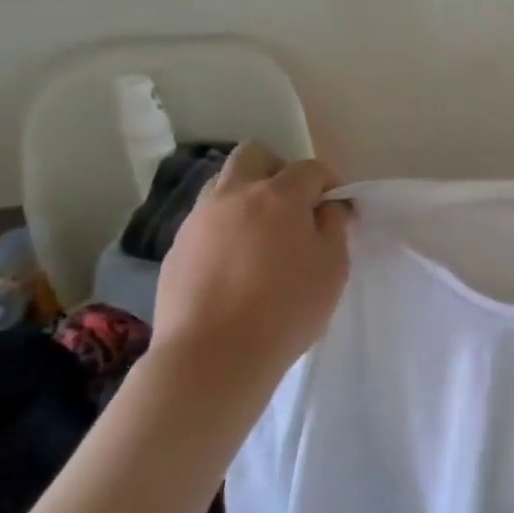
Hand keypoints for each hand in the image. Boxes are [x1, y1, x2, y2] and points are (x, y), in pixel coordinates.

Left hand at [151, 144, 351, 398]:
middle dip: (278, 169)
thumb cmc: (286, 309)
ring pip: (224, 184)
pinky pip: (205, 221)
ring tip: (262, 233)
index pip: (310, 168)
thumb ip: (335, 227)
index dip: (329, 182)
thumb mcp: (333, 267)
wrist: (212, 357)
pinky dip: (225, 228)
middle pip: (254, 155)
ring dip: (247, 195)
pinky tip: (236, 263)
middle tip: (293, 205)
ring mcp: (199, 220)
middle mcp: (235, 195)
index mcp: (278, 195)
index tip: (337, 208)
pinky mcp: (176, 249)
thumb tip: (329, 207)